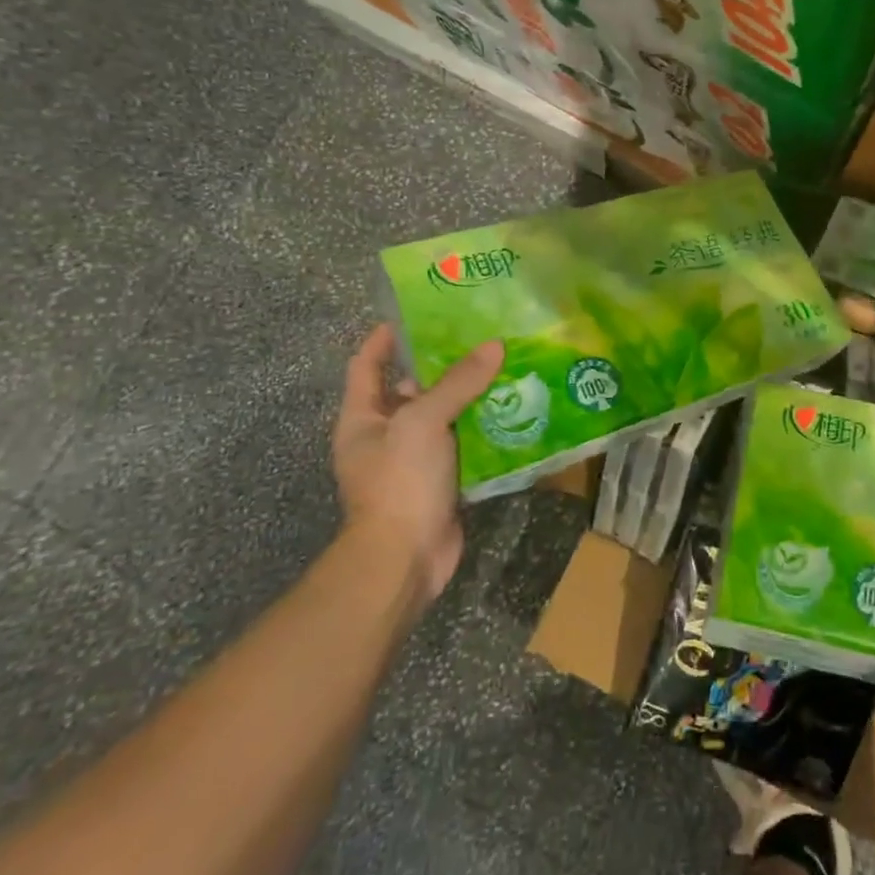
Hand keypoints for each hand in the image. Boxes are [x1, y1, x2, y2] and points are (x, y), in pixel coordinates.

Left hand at [331, 324, 503, 600]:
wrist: (405, 558)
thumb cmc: (399, 481)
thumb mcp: (423, 422)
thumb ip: (457, 382)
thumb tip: (494, 345)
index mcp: (363, 418)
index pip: (366, 365)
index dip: (384, 339)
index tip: (414, 315)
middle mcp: (385, 435)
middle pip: (409, 389)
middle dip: (440, 365)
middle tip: (477, 338)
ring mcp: (412, 460)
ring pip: (441, 417)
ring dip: (467, 396)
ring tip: (502, 366)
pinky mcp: (440, 480)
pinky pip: (462, 444)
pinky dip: (482, 428)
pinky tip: (511, 410)